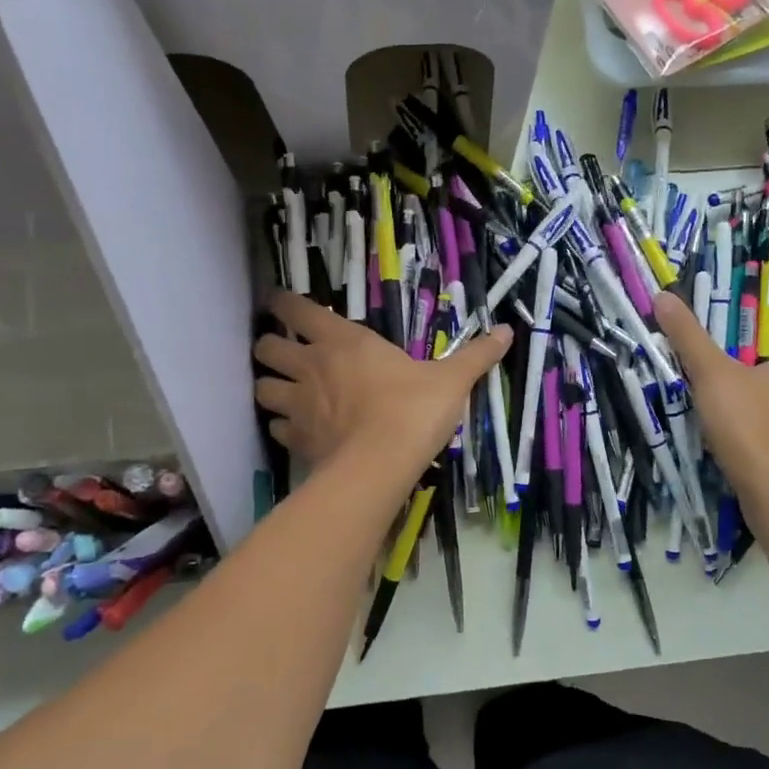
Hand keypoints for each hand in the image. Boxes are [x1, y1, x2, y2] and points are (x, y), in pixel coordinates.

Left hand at [253, 293, 511, 488]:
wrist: (381, 465)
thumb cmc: (413, 410)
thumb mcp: (451, 380)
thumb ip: (476, 355)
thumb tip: (507, 330)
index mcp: (343, 340)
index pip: (295, 309)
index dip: (282, 303)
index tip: (280, 304)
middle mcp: (311, 365)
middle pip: (265, 347)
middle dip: (270, 347)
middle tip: (285, 353)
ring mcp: (298, 404)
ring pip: (261, 386)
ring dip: (270, 386)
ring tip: (286, 392)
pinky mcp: (296, 439)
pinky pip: (275, 426)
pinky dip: (282, 425)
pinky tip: (298, 430)